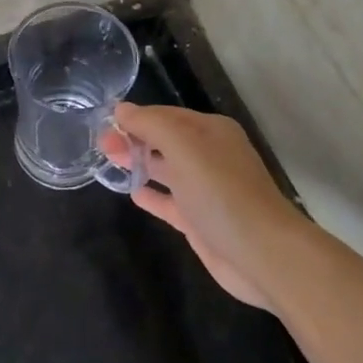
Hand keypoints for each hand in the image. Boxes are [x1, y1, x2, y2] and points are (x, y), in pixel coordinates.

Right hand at [104, 103, 306, 310]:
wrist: (262, 254)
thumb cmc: (221, 192)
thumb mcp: (184, 147)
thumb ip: (151, 125)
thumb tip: (121, 109)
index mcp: (210, 131)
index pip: (165, 115)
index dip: (135, 117)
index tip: (103, 123)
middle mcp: (209, 156)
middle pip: (164, 140)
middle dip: (133, 139)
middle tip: (100, 145)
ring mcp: (205, 190)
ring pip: (165, 169)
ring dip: (139, 163)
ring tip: (107, 161)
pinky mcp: (200, 220)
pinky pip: (169, 201)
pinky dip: (151, 195)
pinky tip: (131, 193)